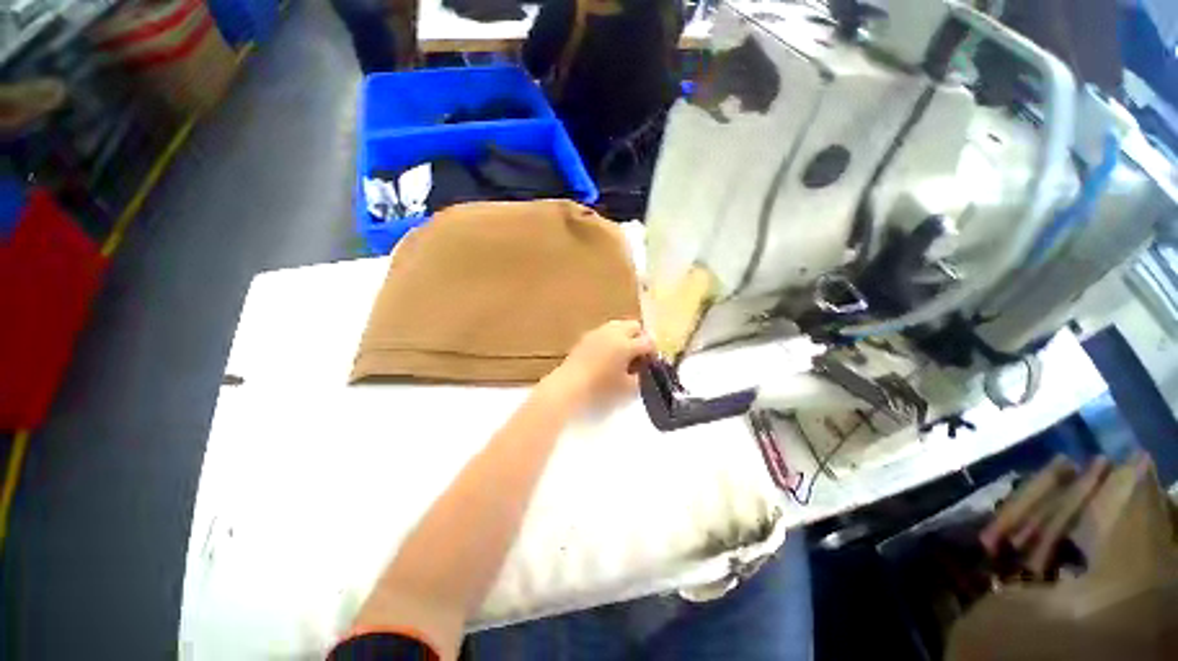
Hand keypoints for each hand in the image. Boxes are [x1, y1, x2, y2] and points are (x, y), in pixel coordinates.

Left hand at [546, 320, 654, 405]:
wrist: (569, 385)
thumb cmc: (601, 389)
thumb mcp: (627, 388)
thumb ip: (640, 376)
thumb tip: (642, 369)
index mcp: (626, 344)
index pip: (648, 342)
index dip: (653, 352)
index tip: (651, 363)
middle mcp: (614, 333)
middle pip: (634, 326)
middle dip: (640, 337)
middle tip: (638, 355)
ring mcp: (598, 332)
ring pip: (619, 326)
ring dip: (625, 336)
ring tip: (622, 353)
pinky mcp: (586, 336)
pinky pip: (605, 332)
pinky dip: (611, 339)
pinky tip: (607, 354)